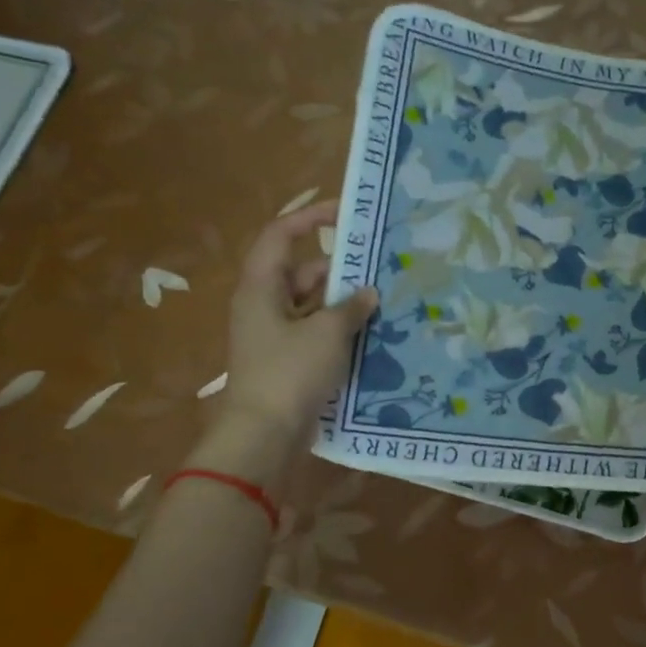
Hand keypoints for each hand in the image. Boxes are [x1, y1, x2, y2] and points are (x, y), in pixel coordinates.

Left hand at [222, 200, 377, 443]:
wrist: (265, 433)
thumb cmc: (290, 373)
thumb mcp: (327, 333)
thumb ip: (350, 307)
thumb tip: (368, 292)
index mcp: (261, 287)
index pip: (281, 236)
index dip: (310, 218)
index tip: (345, 213)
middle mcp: (264, 305)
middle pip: (301, 272)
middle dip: (339, 269)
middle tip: (380, 268)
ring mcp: (275, 335)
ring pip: (312, 305)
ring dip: (343, 303)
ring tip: (383, 303)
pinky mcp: (288, 360)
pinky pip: (316, 333)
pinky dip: (339, 330)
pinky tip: (371, 335)